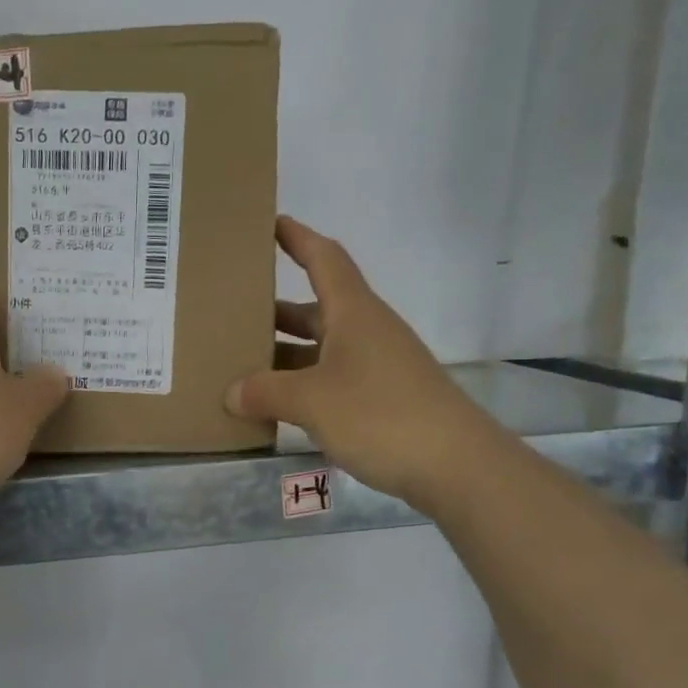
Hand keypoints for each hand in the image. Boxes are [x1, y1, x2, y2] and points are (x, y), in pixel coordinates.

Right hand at [225, 217, 494, 509]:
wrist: (455, 464)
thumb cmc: (380, 414)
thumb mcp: (312, 401)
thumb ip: (266, 393)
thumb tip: (232, 393)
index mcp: (353, 313)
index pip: (324, 260)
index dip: (298, 238)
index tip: (270, 223)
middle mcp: (367, 331)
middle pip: (317, 309)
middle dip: (277, 311)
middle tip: (234, 314)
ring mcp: (378, 366)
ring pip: (323, 349)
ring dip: (287, 354)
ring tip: (244, 366)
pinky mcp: (384, 398)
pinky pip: (333, 379)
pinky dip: (304, 385)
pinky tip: (279, 406)